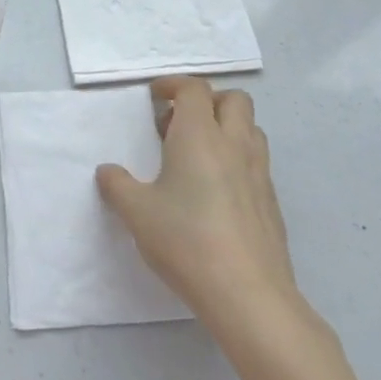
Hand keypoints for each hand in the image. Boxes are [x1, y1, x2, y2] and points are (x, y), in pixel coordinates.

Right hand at [97, 78, 306, 336]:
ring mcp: (259, 173)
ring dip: (226, 128)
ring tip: (198, 154)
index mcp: (199, 136)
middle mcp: (234, 144)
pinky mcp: (272, 202)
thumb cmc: (186, 240)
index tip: (155, 96)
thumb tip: (108, 172)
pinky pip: (257, 162)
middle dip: (207, 101)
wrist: (248, 294)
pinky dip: (237, 159)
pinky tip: (216, 192)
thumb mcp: (137, 212)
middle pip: (233, 100)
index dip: (173, 85)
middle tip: (178, 124)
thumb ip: (117, 186)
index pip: (194, 89)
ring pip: (250, 129)